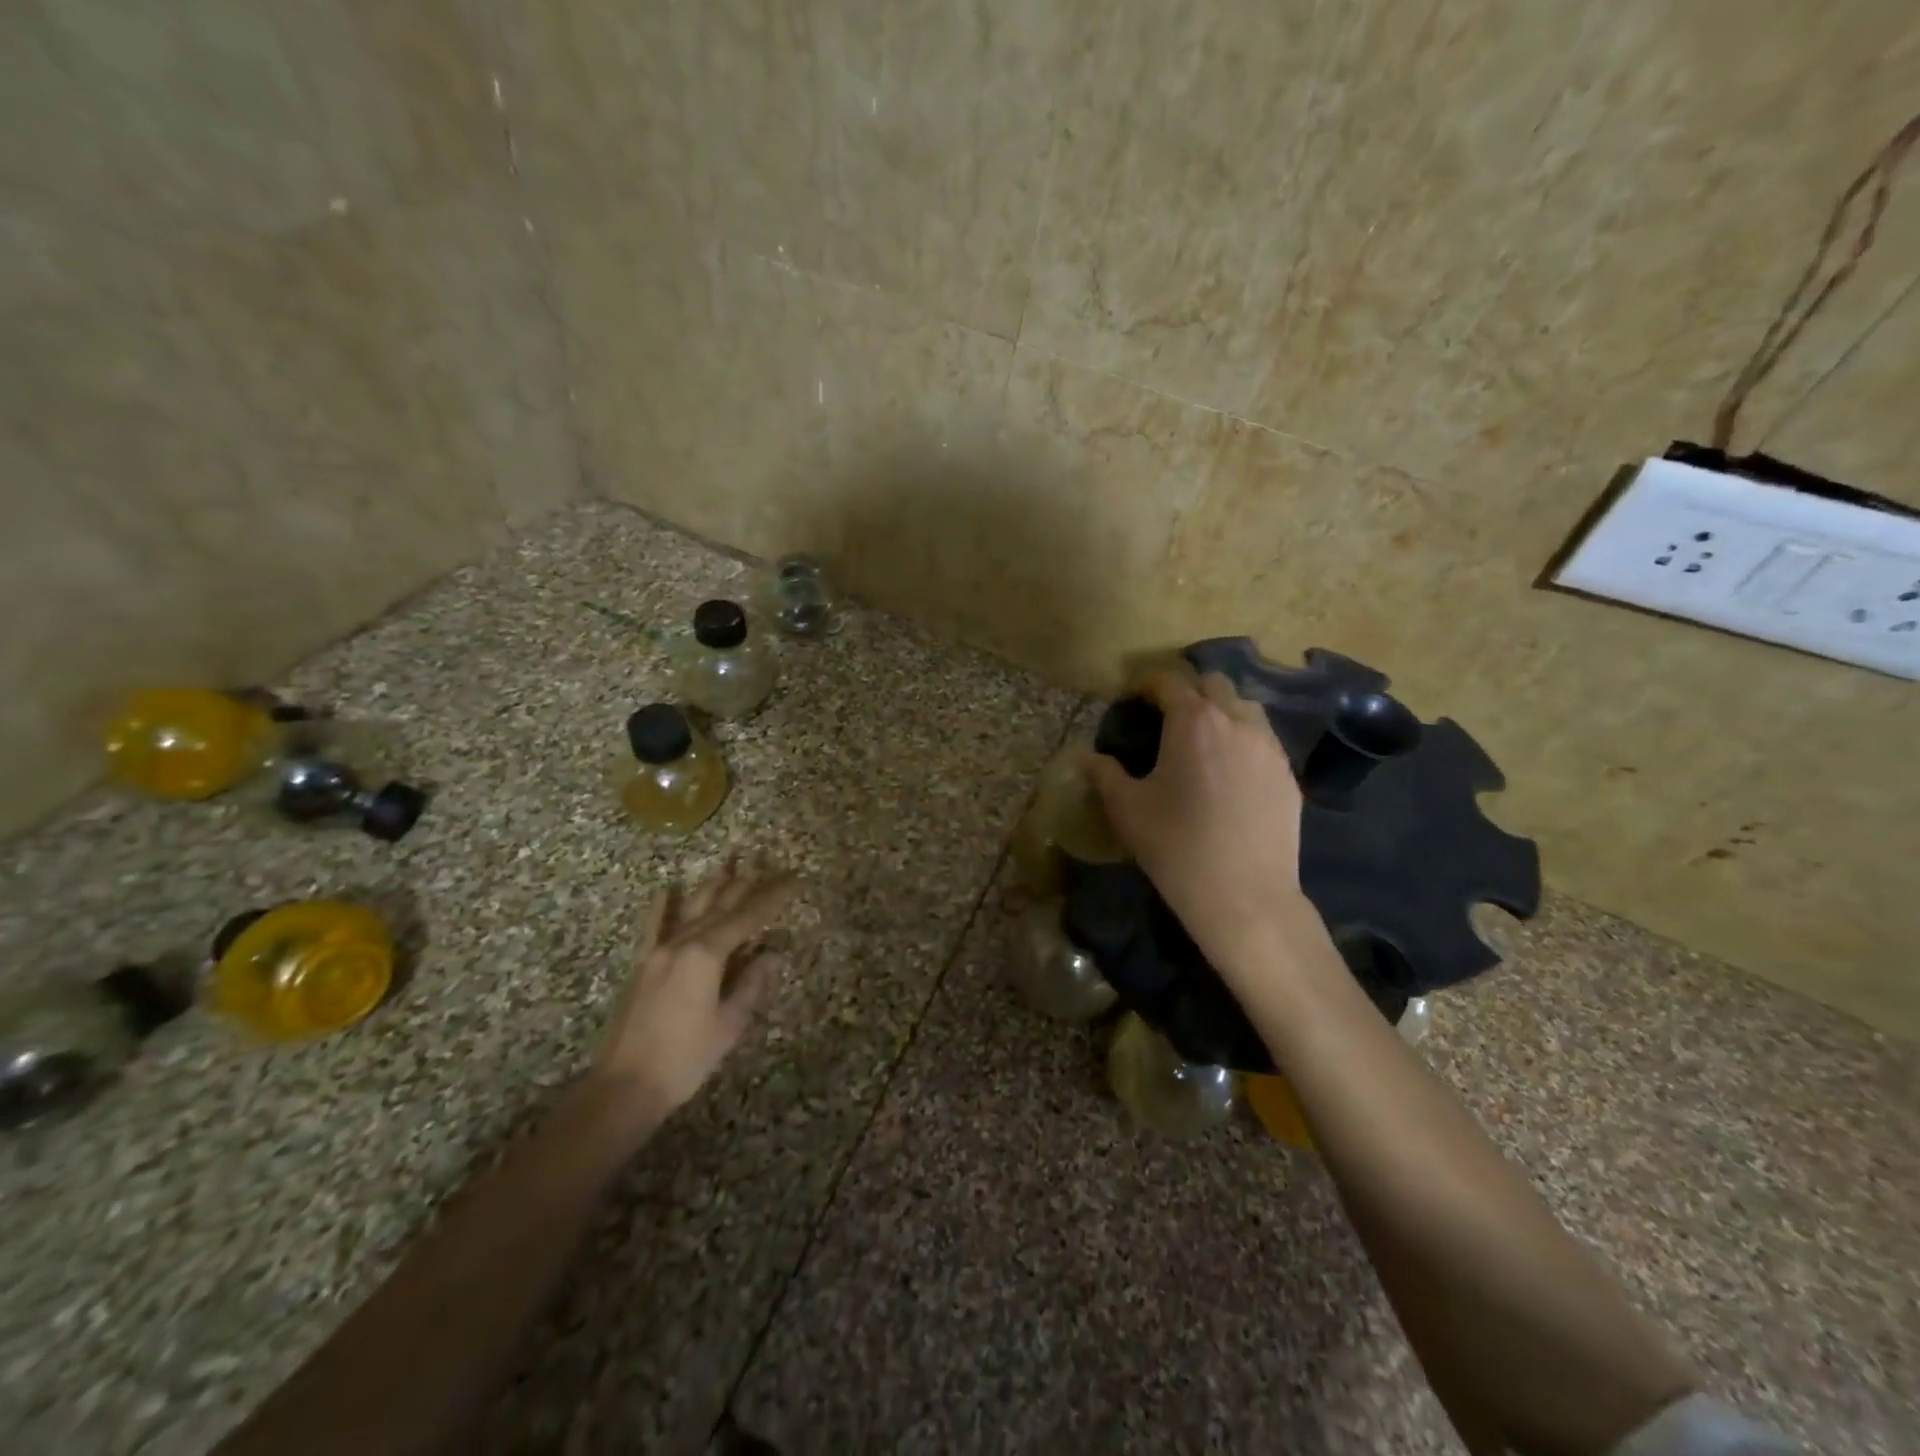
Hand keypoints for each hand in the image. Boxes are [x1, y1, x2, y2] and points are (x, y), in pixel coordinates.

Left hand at [586, 861, 796, 1129]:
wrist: (624, 1087)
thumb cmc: (685, 1059)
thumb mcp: (729, 1024)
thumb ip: (751, 984)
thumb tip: (772, 954)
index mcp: (707, 955)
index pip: (748, 918)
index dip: (773, 898)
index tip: (794, 880)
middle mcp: (683, 943)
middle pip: (721, 906)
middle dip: (749, 885)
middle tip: (771, 867)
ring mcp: (659, 951)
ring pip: (692, 908)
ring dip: (713, 885)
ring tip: (732, 862)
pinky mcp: (642, 964)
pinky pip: (654, 927)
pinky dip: (664, 906)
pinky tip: (669, 888)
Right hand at [1089, 671, 1325, 990]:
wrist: (1245, 897)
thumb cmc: (1176, 847)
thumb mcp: (1126, 810)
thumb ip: (1104, 774)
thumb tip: (1087, 757)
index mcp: (1194, 722)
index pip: (1169, 682)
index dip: (1146, 683)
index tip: (1131, 695)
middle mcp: (1237, 722)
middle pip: (1213, 684)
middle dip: (1187, 691)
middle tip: (1166, 716)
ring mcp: (1270, 748)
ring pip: (1245, 708)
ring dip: (1220, 711)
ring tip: (1201, 740)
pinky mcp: (1288, 775)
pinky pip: (1263, 741)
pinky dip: (1242, 740)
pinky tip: (1229, 772)